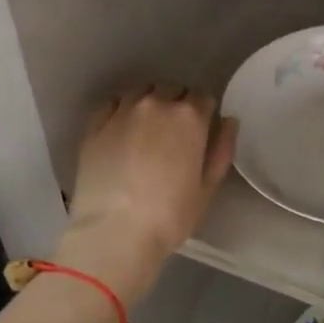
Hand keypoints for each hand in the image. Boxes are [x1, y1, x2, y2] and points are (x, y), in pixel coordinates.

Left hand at [55, 85, 237, 304]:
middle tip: (174, 134)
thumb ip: (222, 149)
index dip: (204, 113)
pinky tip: (121, 131)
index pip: (202, 97)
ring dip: (149, 104)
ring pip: (141, 93)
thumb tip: (228, 121)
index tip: (200, 132)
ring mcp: (122, 111)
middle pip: (172, 90)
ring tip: (146, 130)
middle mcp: (156, 104)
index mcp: (189, 117)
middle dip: (177, 105)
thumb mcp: (208, 188)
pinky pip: (113, 104)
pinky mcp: (95, 124)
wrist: (115, 232)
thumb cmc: (170, 215)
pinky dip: (121, 110)